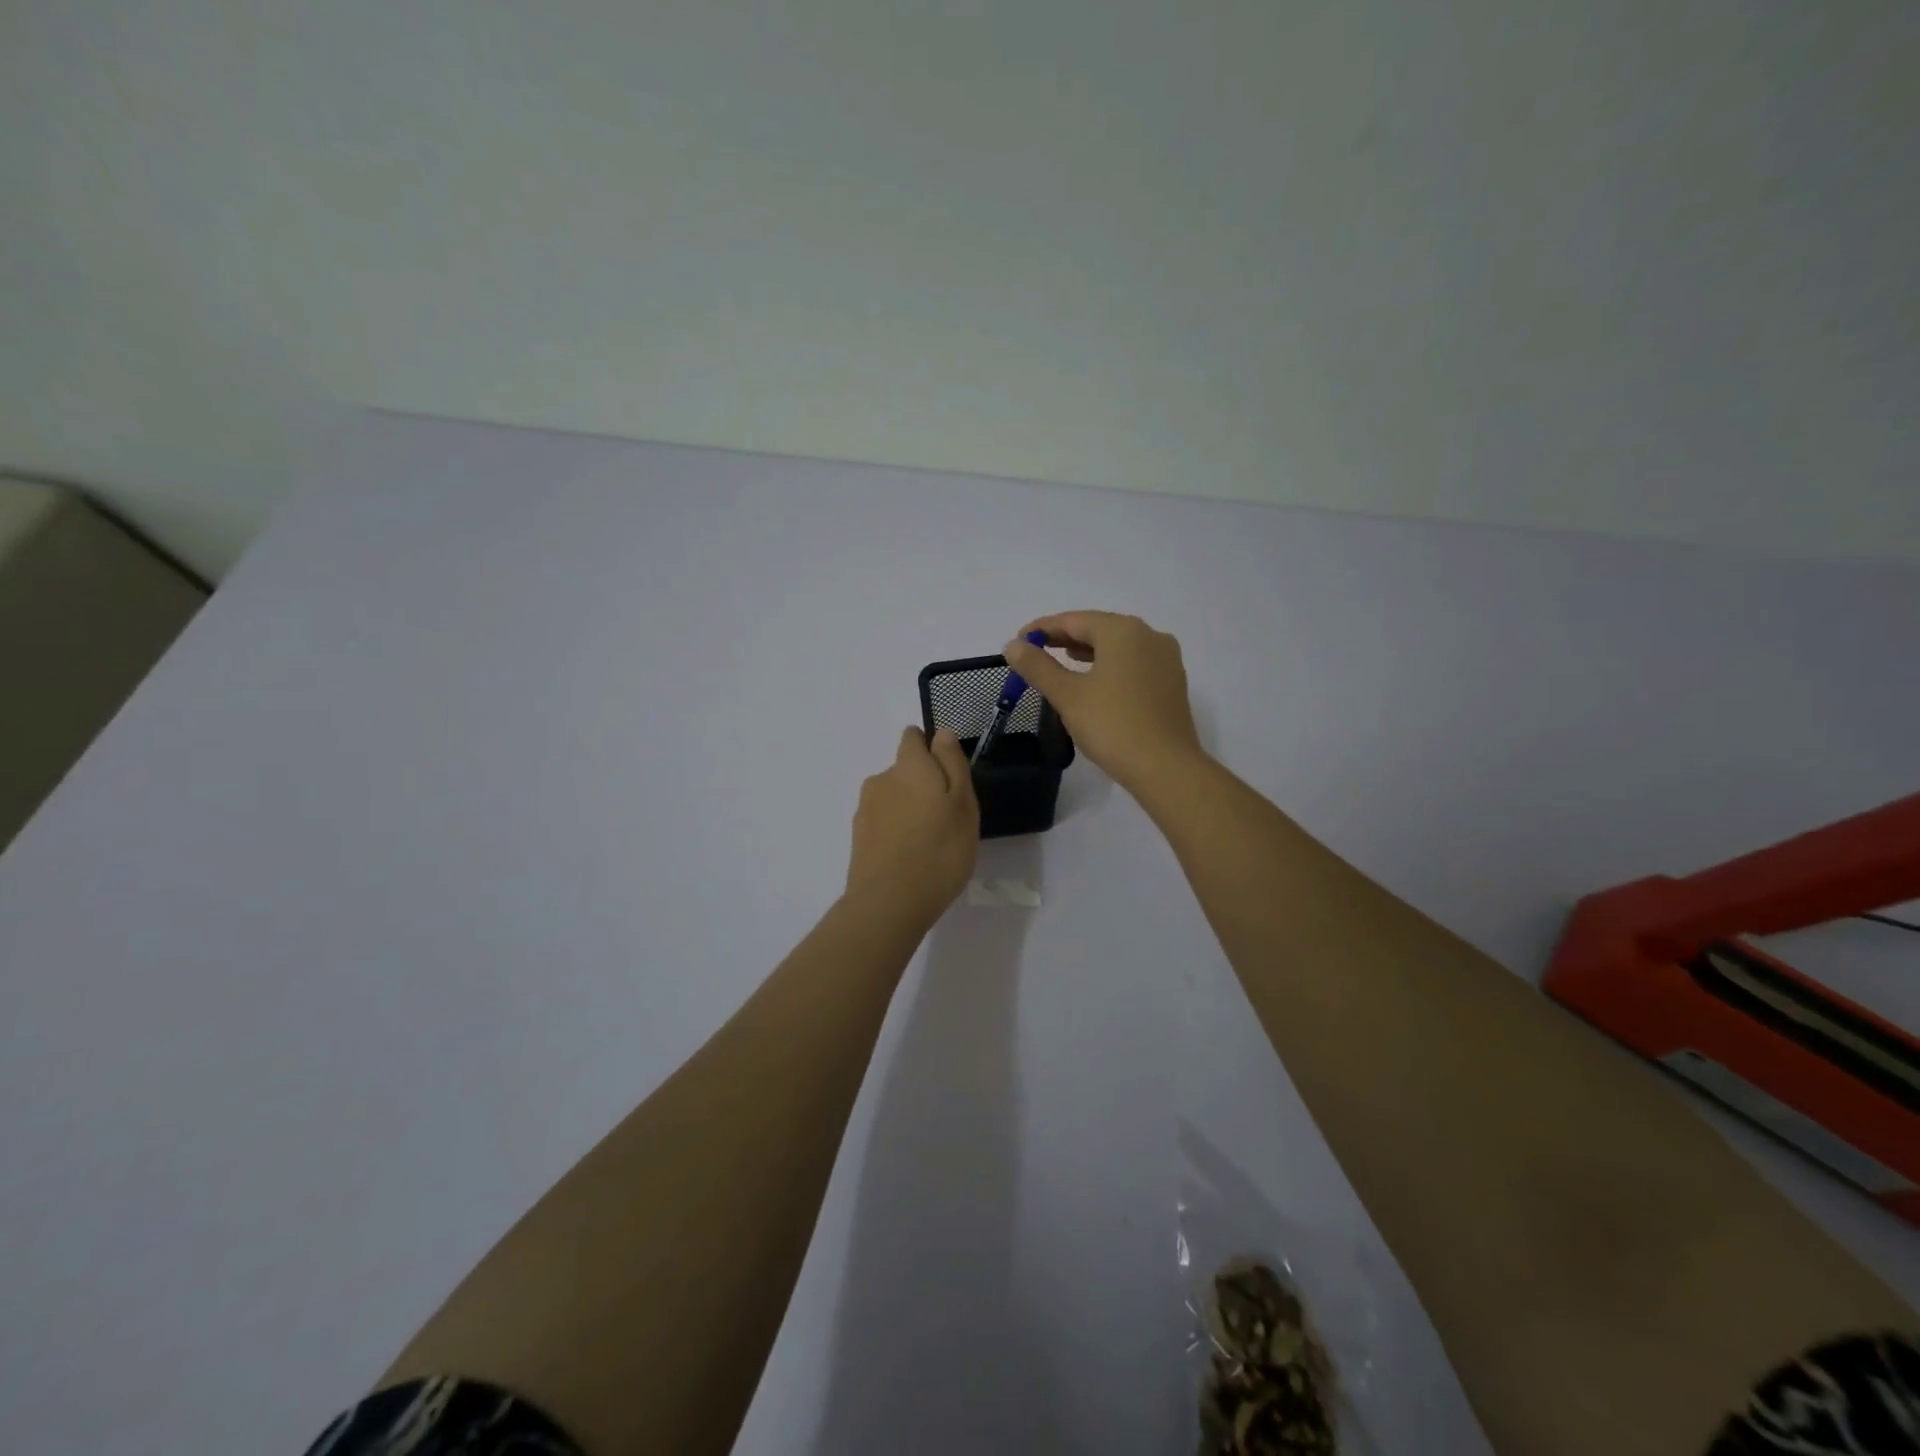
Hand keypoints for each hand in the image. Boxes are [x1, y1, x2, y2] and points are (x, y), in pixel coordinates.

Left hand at [845, 727, 979, 926]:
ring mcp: (865, 810)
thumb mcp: (963, 804)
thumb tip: (941, 734)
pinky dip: (896, 832)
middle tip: (947, 817)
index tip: (948, 775)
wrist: (889, 903)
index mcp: (908, 766)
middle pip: (904, 771)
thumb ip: (952, 764)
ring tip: (929, 843)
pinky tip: (910, 858)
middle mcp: (881, 780)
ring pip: (893, 799)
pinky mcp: (858, 838)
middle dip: (922, 785)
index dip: (931, 750)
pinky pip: (883, 824)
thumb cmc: (939, 850)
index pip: (913, 738)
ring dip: (909, 810)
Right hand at [1003, 611, 1205, 793]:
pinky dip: (1109, 664)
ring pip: (1118, 646)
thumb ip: (1038, 667)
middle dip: (1065, 638)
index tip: (1018, 641)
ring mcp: (1165, 659)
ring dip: (1088, 650)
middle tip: (1035, 651)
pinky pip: (1133, 662)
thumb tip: (1013, 646)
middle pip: (1099, 628)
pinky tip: (1094, 679)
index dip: (1043, 628)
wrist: (1166, 768)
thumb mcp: (1067, 695)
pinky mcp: (1171, 682)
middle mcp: (1149, 636)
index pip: (1074, 620)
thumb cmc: (1112, 726)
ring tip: (1061, 660)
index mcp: (1123, 631)